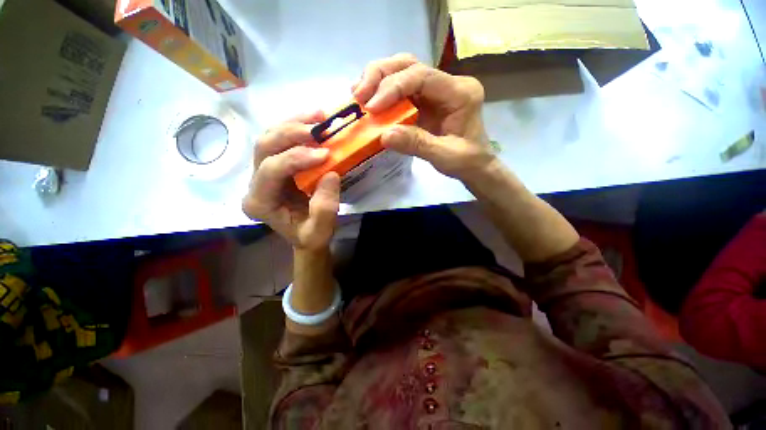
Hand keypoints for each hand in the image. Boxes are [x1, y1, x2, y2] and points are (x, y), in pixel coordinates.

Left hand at [242, 111, 340, 250]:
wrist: (306, 236)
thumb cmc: (311, 236)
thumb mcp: (321, 231)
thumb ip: (325, 208)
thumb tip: (330, 173)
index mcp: (259, 202)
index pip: (271, 170)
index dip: (297, 158)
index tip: (326, 154)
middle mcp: (254, 184)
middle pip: (264, 147)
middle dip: (291, 133)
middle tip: (319, 127)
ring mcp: (261, 172)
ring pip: (269, 137)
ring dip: (293, 123)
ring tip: (318, 116)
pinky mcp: (274, 166)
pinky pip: (279, 140)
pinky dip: (295, 126)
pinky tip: (312, 119)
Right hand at [353, 53, 494, 178]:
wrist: (475, 165)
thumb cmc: (466, 161)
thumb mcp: (444, 156)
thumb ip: (417, 144)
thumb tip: (384, 135)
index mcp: (460, 93)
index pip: (422, 76)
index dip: (393, 87)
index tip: (371, 106)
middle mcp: (448, 84)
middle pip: (409, 64)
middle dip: (380, 76)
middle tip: (359, 95)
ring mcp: (436, 90)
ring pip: (403, 70)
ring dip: (377, 79)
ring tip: (358, 95)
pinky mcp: (426, 100)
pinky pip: (401, 88)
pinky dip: (382, 91)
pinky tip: (369, 99)